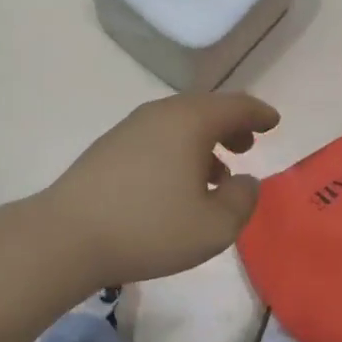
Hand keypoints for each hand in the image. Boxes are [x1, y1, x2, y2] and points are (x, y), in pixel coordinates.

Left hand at [47, 92, 280, 287]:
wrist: (67, 236)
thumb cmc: (150, 228)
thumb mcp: (214, 226)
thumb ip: (242, 200)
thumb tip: (246, 181)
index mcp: (190, 121)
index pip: (235, 106)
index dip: (259, 113)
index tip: (274, 122)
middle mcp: (160, 114)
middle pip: (205, 110)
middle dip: (230, 126)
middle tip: (247, 145)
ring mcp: (130, 129)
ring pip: (178, 125)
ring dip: (203, 141)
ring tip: (217, 172)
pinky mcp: (109, 148)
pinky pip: (157, 138)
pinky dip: (178, 151)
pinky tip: (177, 183)